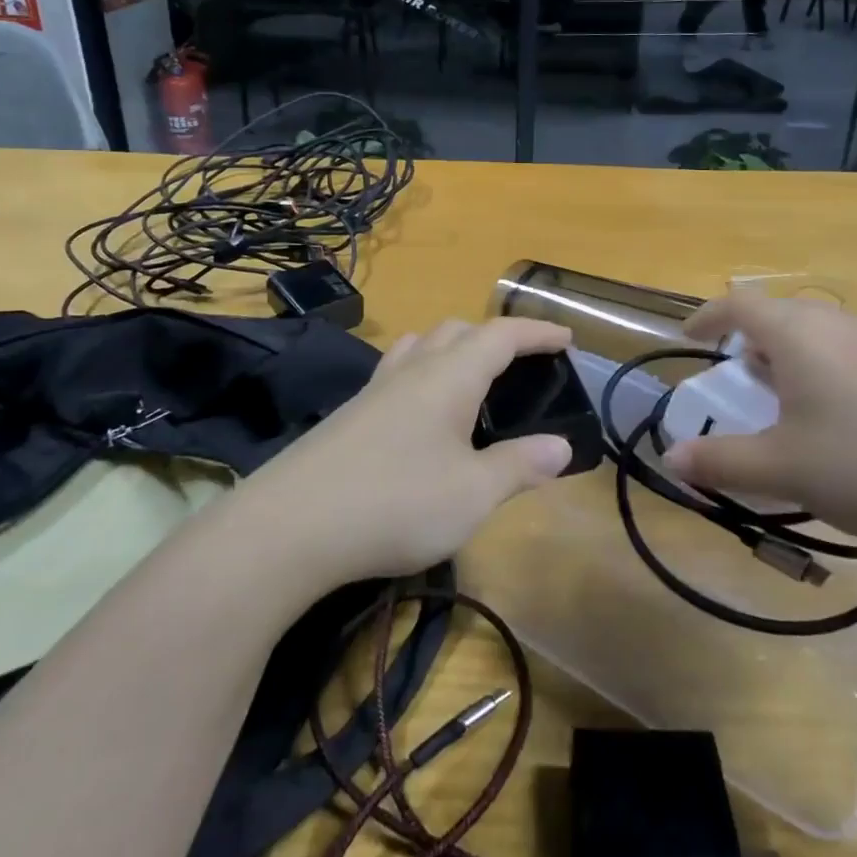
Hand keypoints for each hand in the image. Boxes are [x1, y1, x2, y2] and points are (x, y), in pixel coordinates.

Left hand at [247, 318, 575, 582]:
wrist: (291, 526)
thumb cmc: (397, 502)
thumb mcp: (473, 493)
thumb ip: (520, 465)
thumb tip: (561, 446)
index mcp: (450, 376)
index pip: (502, 335)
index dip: (537, 331)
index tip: (565, 337)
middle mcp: (413, 370)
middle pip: (458, 331)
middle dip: (495, 338)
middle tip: (521, 365)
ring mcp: (375, 389)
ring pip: (422, 346)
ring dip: (453, 349)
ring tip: (470, 380)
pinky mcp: (350, 415)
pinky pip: (397, 373)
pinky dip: (423, 375)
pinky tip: (421, 416)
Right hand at [662, 294, 856, 547]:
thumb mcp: (782, 470)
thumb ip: (720, 461)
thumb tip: (671, 458)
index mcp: (798, 334)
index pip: (739, 304)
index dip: (707, 316)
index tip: (688, 337)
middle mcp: (838, 325)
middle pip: (780, 315)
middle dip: (750, 340)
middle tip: (738, 376)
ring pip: (819, 334)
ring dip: (790, 356)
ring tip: (785, 399)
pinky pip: (851, 353)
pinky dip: (826, 371)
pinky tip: (842, 421)